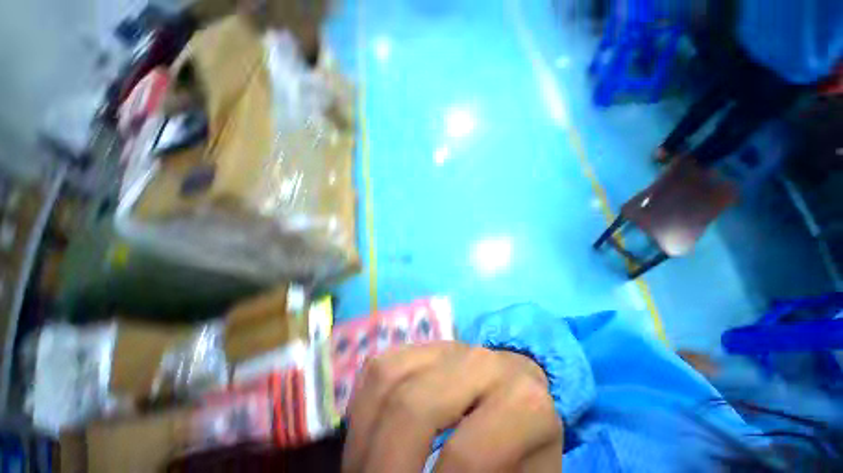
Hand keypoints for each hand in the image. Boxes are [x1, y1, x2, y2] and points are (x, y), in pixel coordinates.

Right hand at [342, 342, 562, 472]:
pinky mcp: (424, 344)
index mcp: (523, 401)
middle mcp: (482, 361)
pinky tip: (369, 437)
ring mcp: (448, 346)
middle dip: (381, 464)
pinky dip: (364, 406)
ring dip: (363, 435)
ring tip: (362, 470)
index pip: (466, 457)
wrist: (520, 400)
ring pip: (386, 376)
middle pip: (412, 405)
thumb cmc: (522, 452)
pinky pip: (380, 366)